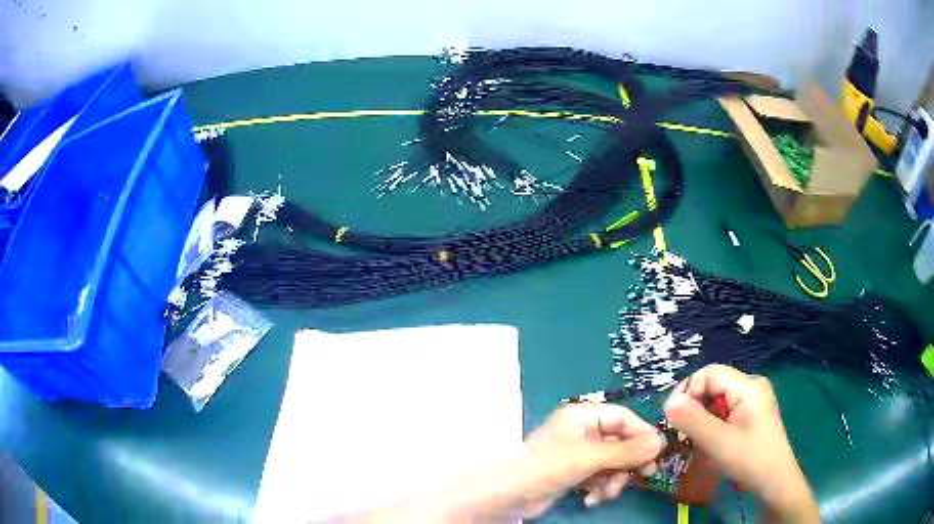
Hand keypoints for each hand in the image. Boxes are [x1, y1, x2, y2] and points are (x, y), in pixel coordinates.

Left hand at [520, 403, 665, 516]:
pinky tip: (592, 499)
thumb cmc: (548, 467)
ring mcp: (578, 453)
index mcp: (582, 416)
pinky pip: (599, 476)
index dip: (641, 432)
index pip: (622, 417)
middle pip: (620, 441)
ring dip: (614, 479)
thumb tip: (659, 442)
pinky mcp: (574, 473)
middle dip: (628, 462)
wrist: (510, 496)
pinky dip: (601, 487)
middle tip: (644, 475)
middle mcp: (582, 431)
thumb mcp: (589, 457)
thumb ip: (625, 451)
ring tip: (607, 493)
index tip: (658, 450)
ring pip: (612, 462)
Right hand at [663, 365, 818, 522]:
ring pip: (717, 400)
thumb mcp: (717, 442)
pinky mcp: (751, 414)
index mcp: (747, 386)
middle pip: (713, 385)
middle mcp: (751, 386)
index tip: (673, 417)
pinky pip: (725, 410)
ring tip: (693, 440)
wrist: (775, 482)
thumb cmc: (749, 460)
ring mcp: (753, 400)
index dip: (688, 390)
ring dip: (701, 417)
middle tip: (680, 432)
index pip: (709, 373)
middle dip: (693, 406)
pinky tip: (708, 442)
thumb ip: (692, 420)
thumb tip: (667, 403)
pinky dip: (712, 423)